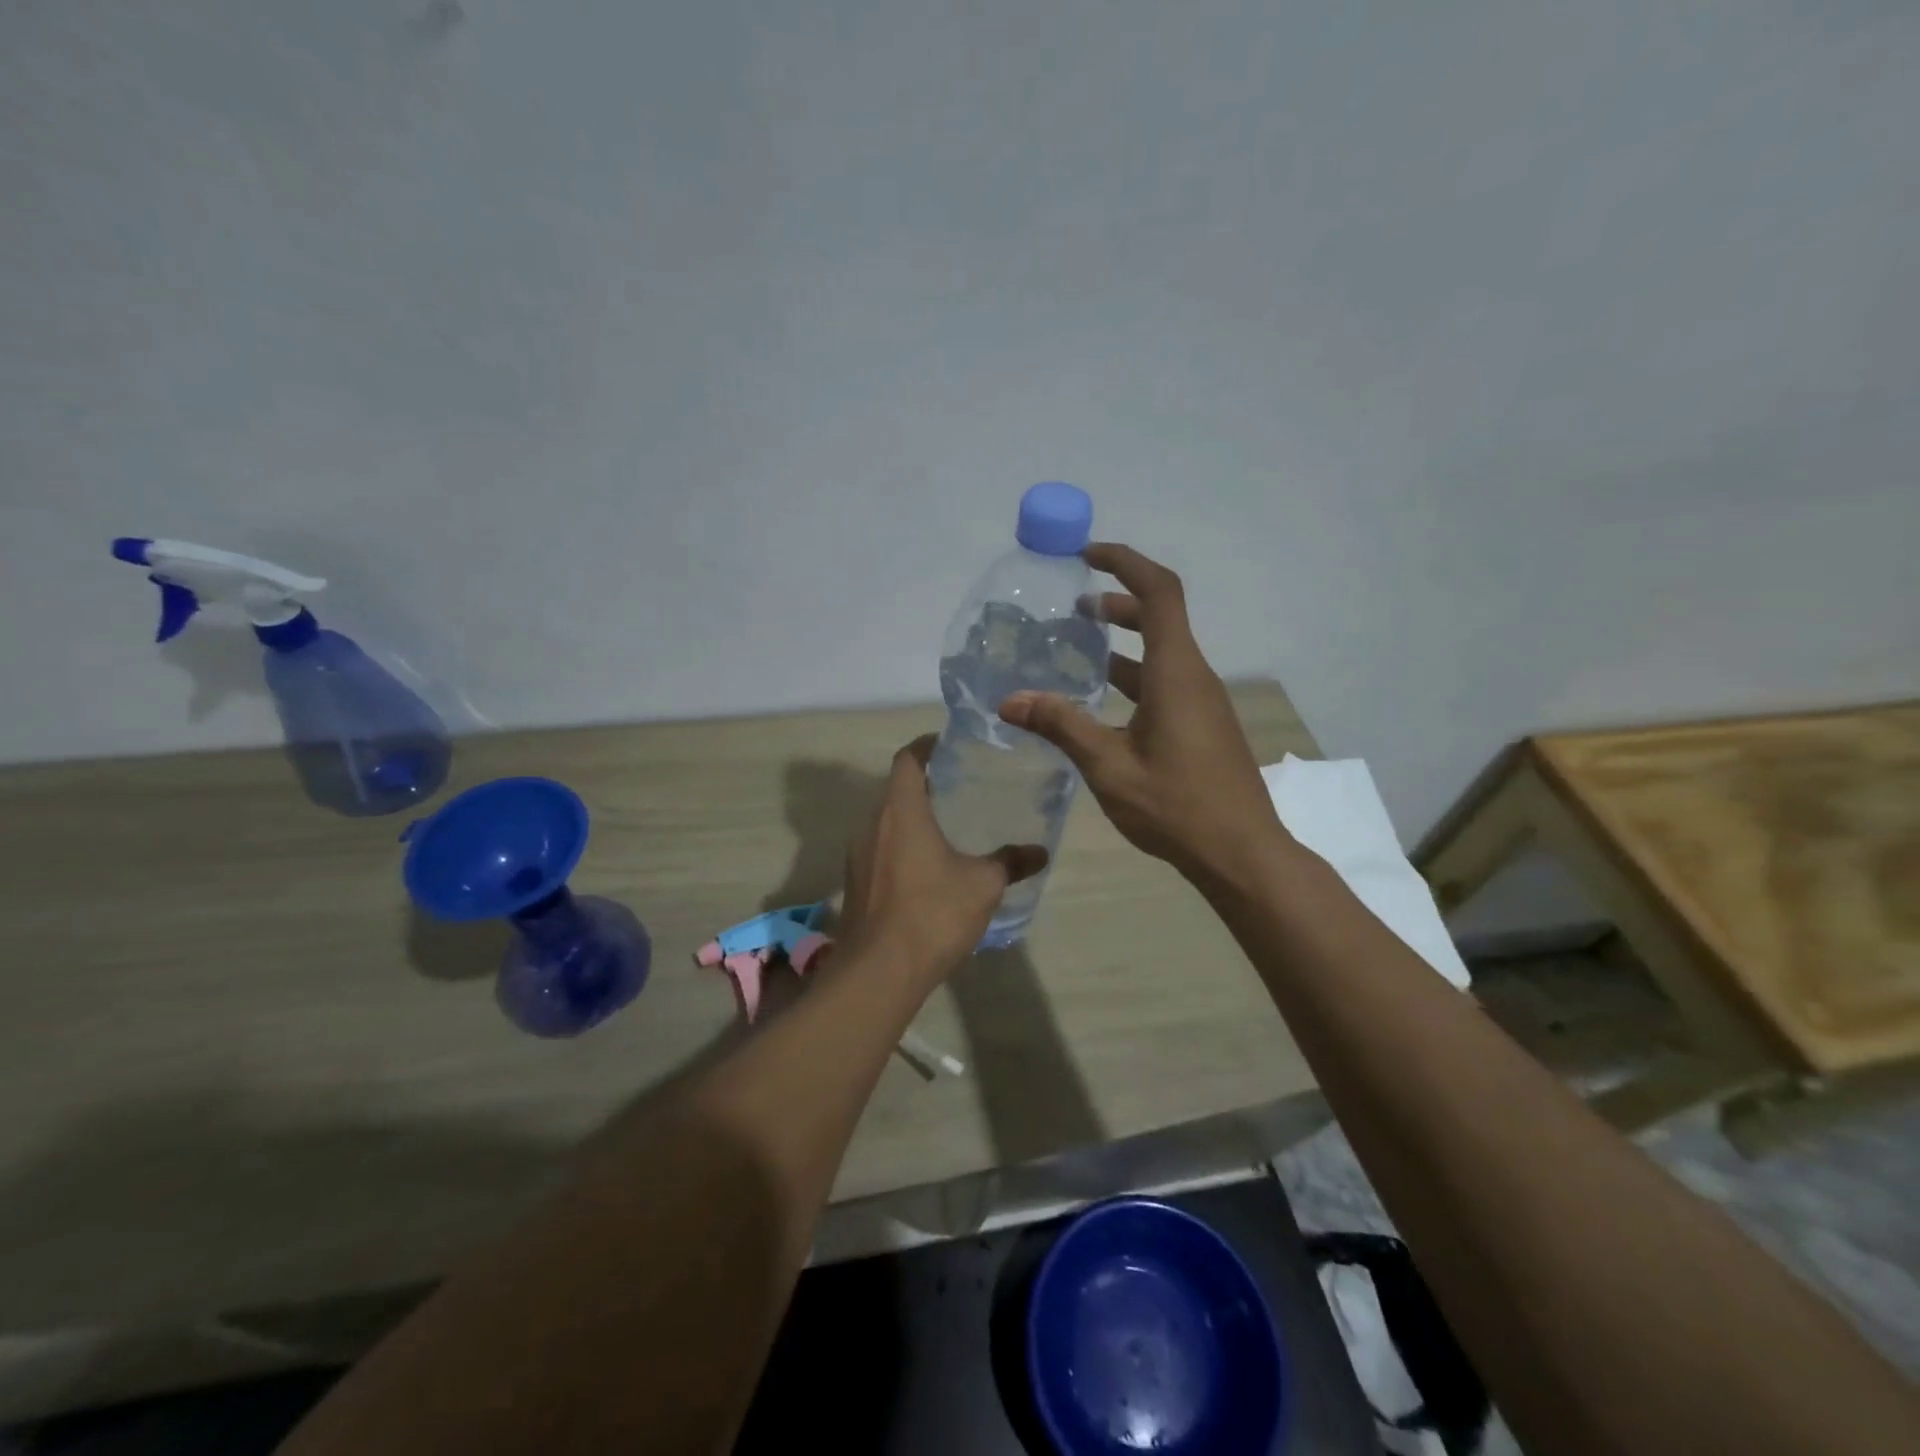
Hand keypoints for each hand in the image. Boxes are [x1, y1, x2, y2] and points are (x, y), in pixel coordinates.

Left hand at [835, 736, 1047, 986]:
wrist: (879, 972)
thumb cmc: (932, 914)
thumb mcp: (982, 885)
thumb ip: (1010, 862)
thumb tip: (1040, 851)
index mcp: (900, 811)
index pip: (907, 759)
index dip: (926, 746)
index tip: (949, 744)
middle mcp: (871, 824)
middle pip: (895, 789)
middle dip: (924, 784)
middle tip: (959, 785)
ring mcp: (858, 855)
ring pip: (885, 821)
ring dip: (911, 818)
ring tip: (946, 825)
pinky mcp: (855, 883)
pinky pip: (879, 849)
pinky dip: (901, 846)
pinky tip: (926, 867)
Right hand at [998, 542, 1285, 882]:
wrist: (1241, 853)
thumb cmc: (1176, 806)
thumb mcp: (1109, 766)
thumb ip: (1061, 726)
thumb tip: (1010, 700)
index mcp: (1176, 673)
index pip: (1159, 592)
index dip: (1125, 563)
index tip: (1087, 556)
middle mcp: (1193, 677)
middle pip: (1161, 617)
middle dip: (1119, 601)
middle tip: (1076, 606)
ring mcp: (1201, 702)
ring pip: (1162, 653)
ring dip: (1124, 641)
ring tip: (1079, 647)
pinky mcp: (1202, 725)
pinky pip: (1166, 683)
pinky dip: (1133, 676)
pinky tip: (1101, 703)